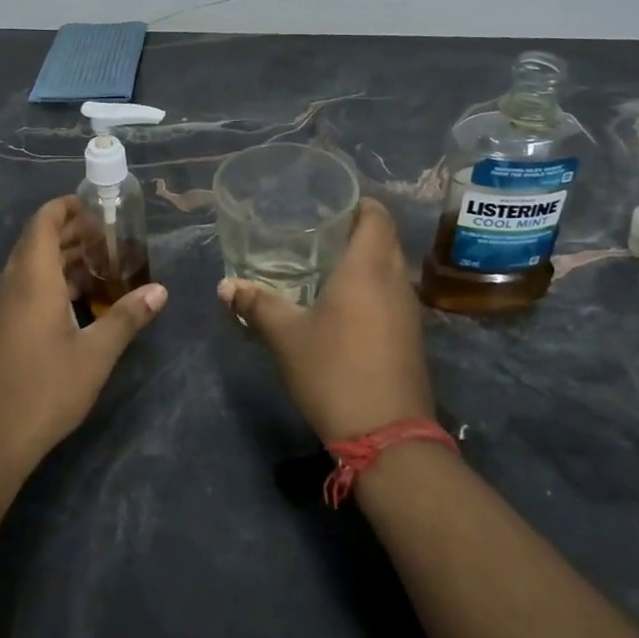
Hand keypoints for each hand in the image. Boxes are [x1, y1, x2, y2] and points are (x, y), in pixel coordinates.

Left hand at [0, 196, 167, 476]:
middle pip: (37, 243)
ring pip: (31, 269)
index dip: (66, 208)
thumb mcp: (96, 353)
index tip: (97, 207)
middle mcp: (12, 286)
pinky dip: (53, 284)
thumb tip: (160, 290)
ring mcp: (1, 311)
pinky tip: (81, 304)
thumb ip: (127, 317)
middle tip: (111, 238)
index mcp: (33, 280)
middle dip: (72, 234)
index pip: (43, 223)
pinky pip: (26, 291)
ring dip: (63, 260)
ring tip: (103, 266)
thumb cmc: (45, 389)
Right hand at [218, 199, 432, 443]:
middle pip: (386, 238)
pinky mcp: (412, 336)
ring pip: (392, 268)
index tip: (332, 203)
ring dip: (368, 260)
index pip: (376, 215)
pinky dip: (375, 287)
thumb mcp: (287, 337)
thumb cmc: (333, 371)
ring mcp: (409, 310)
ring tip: (330, 264)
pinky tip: (347, 304)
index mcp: (368, 268)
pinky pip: (395, 294)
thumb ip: (257, 305)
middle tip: (322, 232)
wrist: (387, 434)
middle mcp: (395, 280)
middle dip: (359, 229)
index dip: (358, 202)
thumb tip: (225, 286)